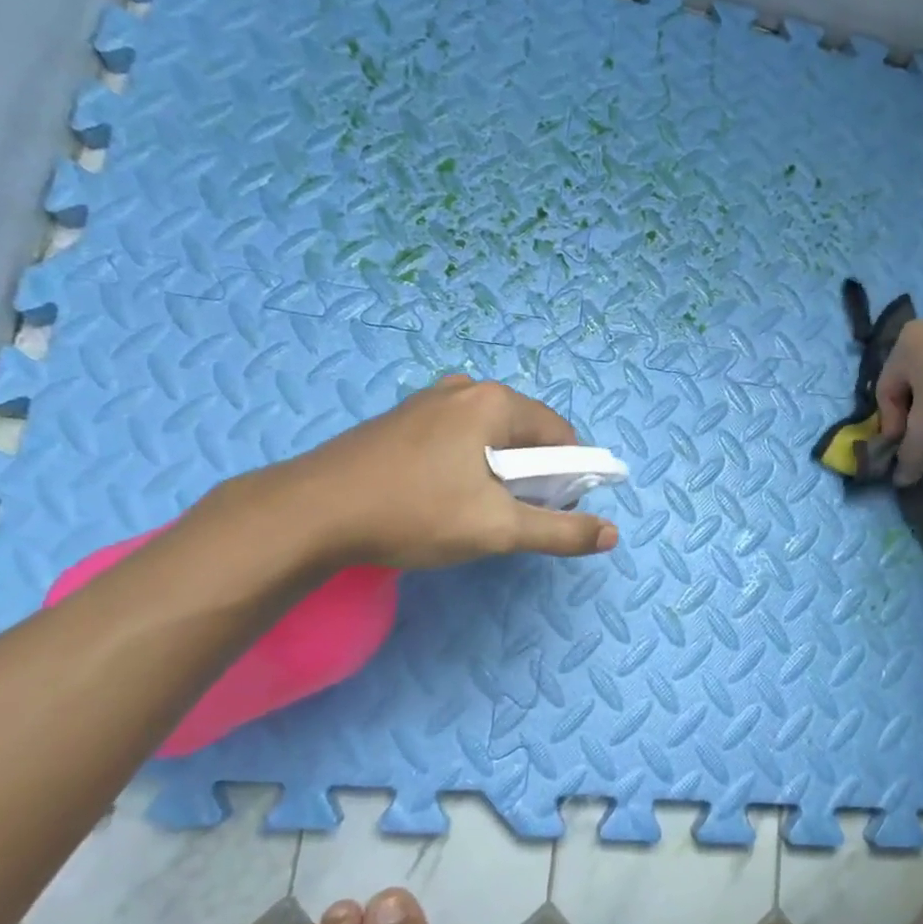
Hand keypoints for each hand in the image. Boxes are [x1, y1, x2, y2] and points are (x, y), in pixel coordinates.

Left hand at [261, 375, 619, 569]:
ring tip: (470, 511)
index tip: (548, 513)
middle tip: (506, 517)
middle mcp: (464, 389)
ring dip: (498, 473)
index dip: (568, 477)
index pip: (561, 436)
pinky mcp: (401, 419)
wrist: (311, 513)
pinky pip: (457, 438)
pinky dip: (466, 466)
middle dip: (531, 476)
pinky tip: (438, 498)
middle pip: (525, 434)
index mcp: (494, 402)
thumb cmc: (415, 514)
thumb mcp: (497, 529)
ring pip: (489, 438)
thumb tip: (611, 534)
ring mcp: (428, 401)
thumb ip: (560, 530)